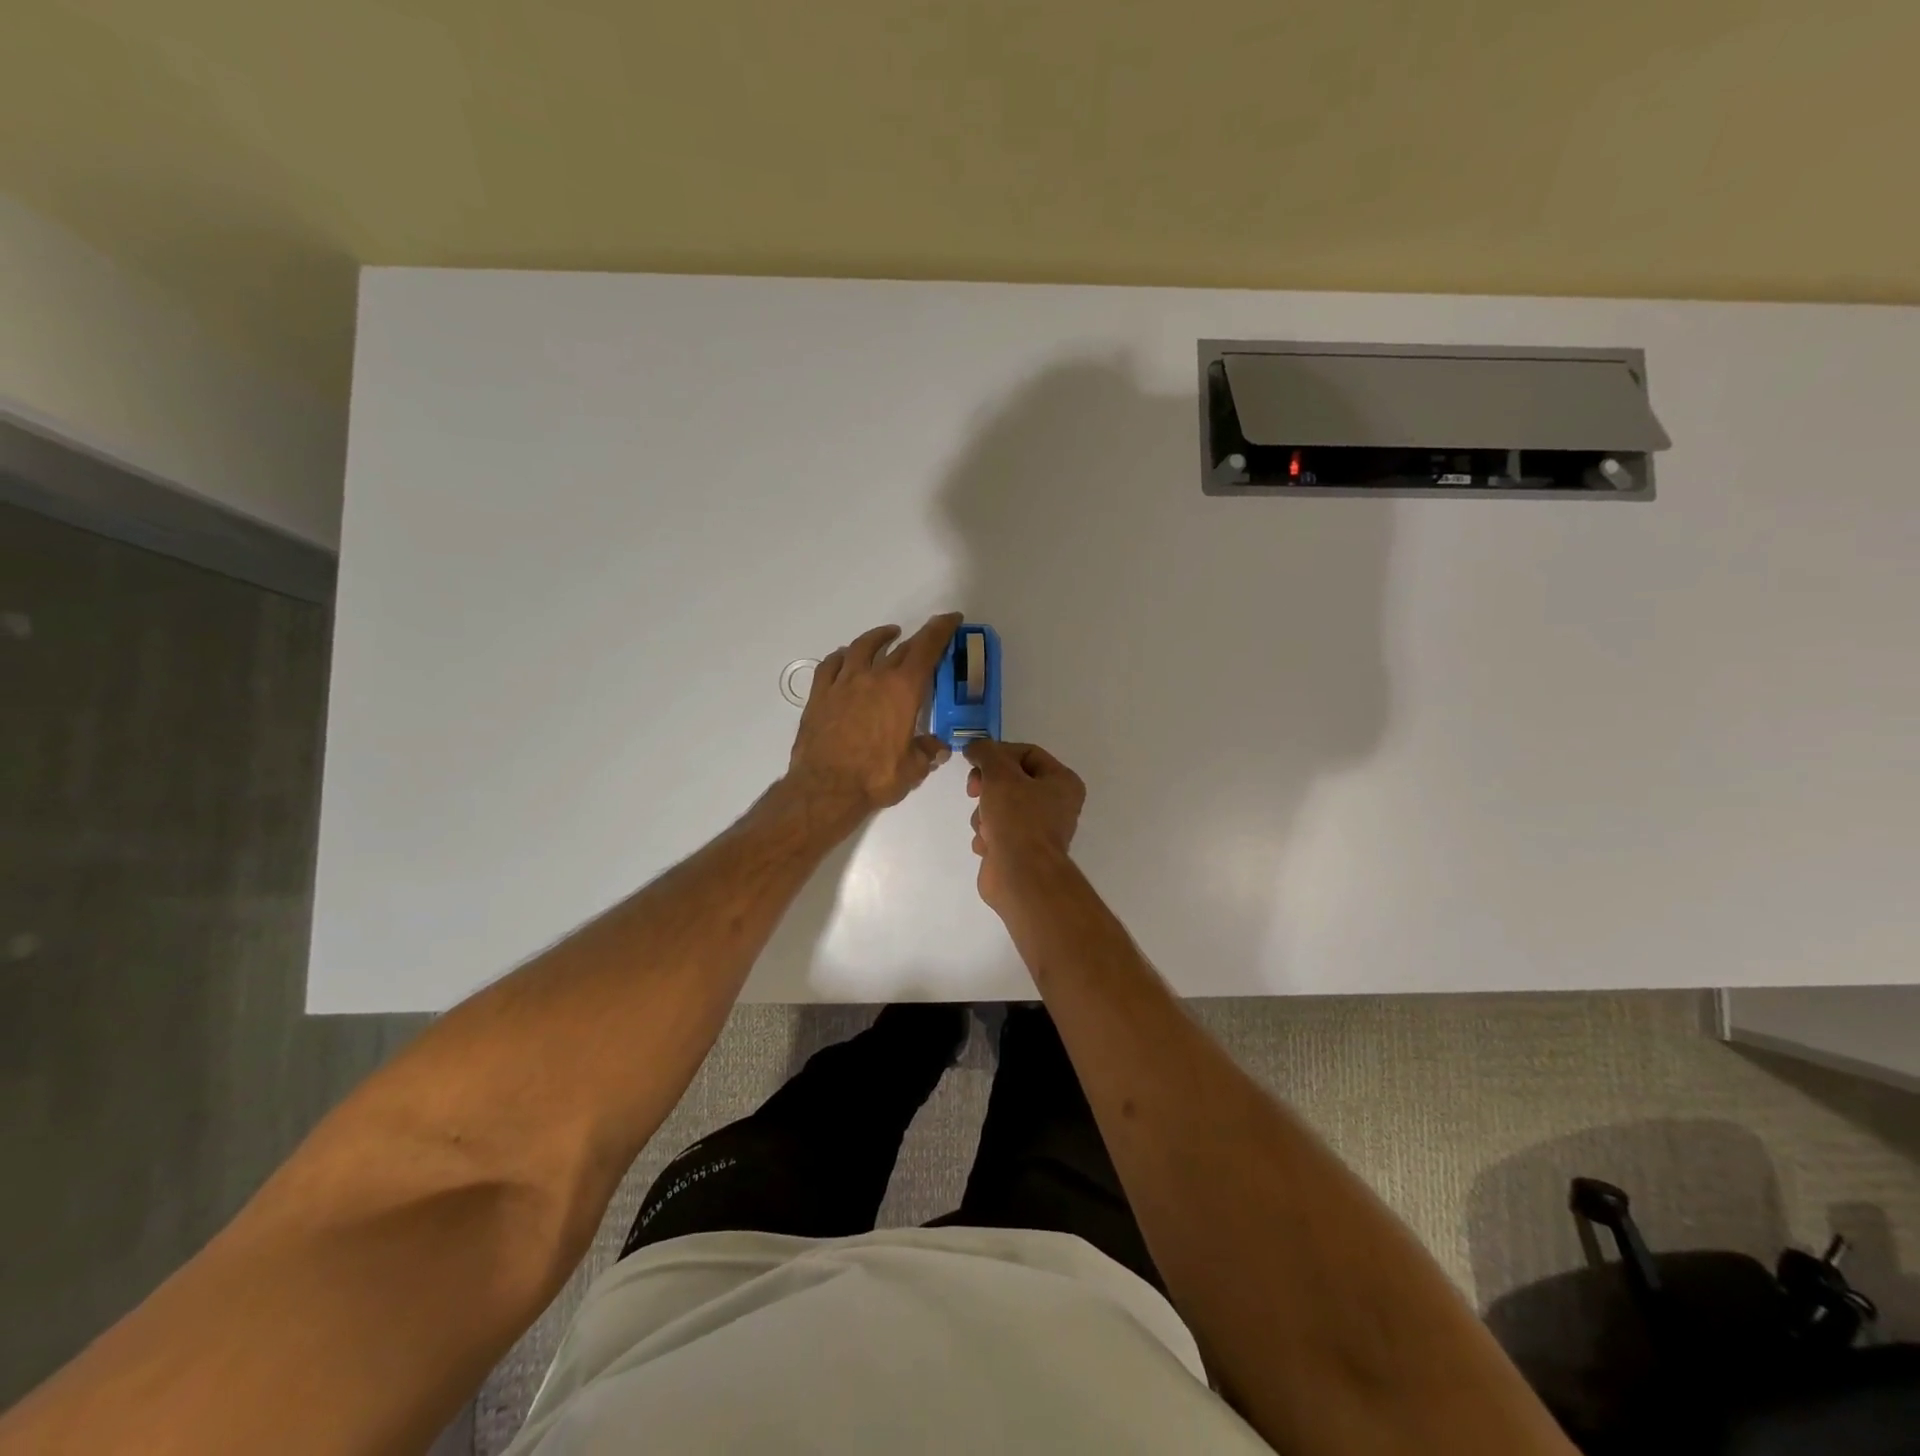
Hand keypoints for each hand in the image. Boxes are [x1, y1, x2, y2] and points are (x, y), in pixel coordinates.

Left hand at [787, 613, 961, 812]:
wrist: (825, 788)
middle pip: (899, 649)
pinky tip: (846, 657)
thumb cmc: (875, 778)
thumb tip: (938, 748)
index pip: (926, 650)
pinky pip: (831, 665)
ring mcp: (843, 683)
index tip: (950, 618)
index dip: (941, 630)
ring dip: (878, 638)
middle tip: (926, 640)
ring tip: (887, 636)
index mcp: (902, 691)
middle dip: (917, 641)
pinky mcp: (820, 695)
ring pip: (862, 648)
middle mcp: (874, 678)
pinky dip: (843, 656)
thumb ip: (927, 753)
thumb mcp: (912, 769)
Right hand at [965, 740, 1085, 909]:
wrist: (1020, 876)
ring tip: (987, 828)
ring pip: (998, 805)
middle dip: (988, 787)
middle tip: (974, 791)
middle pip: (1010, 779)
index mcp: (1062, 782)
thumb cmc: (1017, 819)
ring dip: (984, 814)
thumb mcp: (1000, 774)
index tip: (974, 760)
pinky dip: (987, 835)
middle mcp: (1055, 803)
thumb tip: (975, 747)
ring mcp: (1037, 828)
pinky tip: (988, 845)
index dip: (998, 753)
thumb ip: (986, 753)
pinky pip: (996, 830)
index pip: (1026, 753)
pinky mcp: (1019, 849)